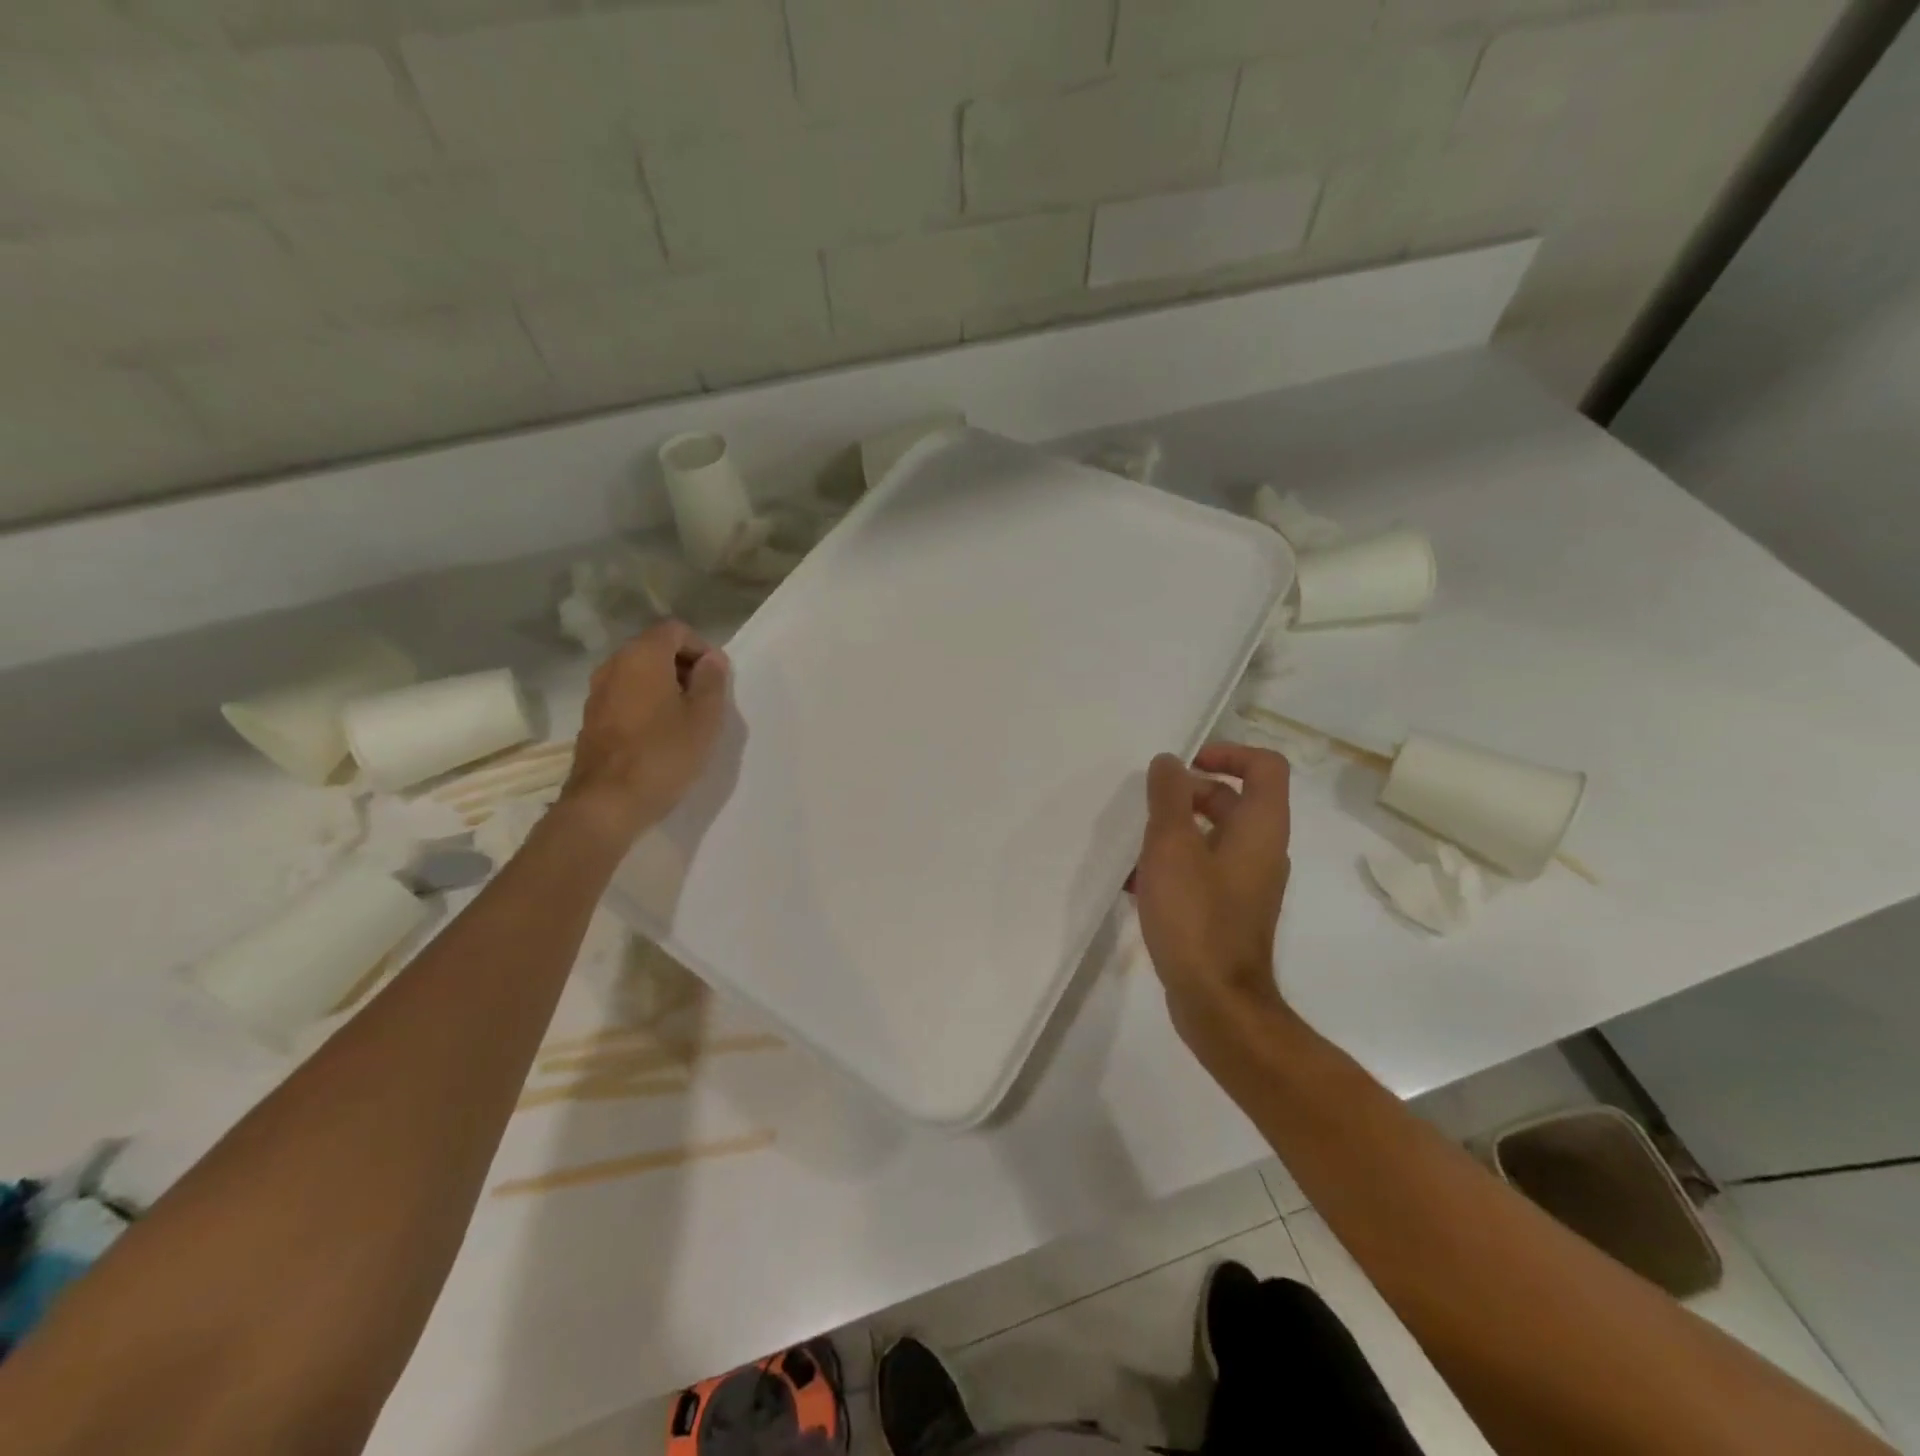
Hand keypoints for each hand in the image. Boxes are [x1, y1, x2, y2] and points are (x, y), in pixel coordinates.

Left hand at [559, 622, 729, 844]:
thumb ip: (712, 681)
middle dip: (684, 667)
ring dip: (665, 687)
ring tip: (686, 720)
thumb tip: (712, 659)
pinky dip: (646, 704)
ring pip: (639, 674)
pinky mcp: (591, 719)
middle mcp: (614, 665)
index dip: (702, 648)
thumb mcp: (704, 717)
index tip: (717, 680)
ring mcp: (597, 692)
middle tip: (706, 700)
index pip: (675, 630)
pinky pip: (626, 696)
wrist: (607, 802)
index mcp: (642, 656)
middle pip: (654, 649)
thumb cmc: (664, 754)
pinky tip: (660, 735)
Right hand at [1133, 743, 1293, 1051]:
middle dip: (1188, 794)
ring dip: (1175, 831)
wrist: (1217, 1002)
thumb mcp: (1171, 847)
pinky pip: (1204, 870)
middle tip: (1148, 806)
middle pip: (1233, 800)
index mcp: (1260, 827)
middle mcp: (1263, 851)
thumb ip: (1168, 797)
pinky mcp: (1230, 911)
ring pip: (1213, 837)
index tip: (1185, 764)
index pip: (1264, 766)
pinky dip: (1175, 864)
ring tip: (1134, 844)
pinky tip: (1135, 883)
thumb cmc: (1195, 916)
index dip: (1227, 752)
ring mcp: (1248, 884)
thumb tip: (1169, 762)